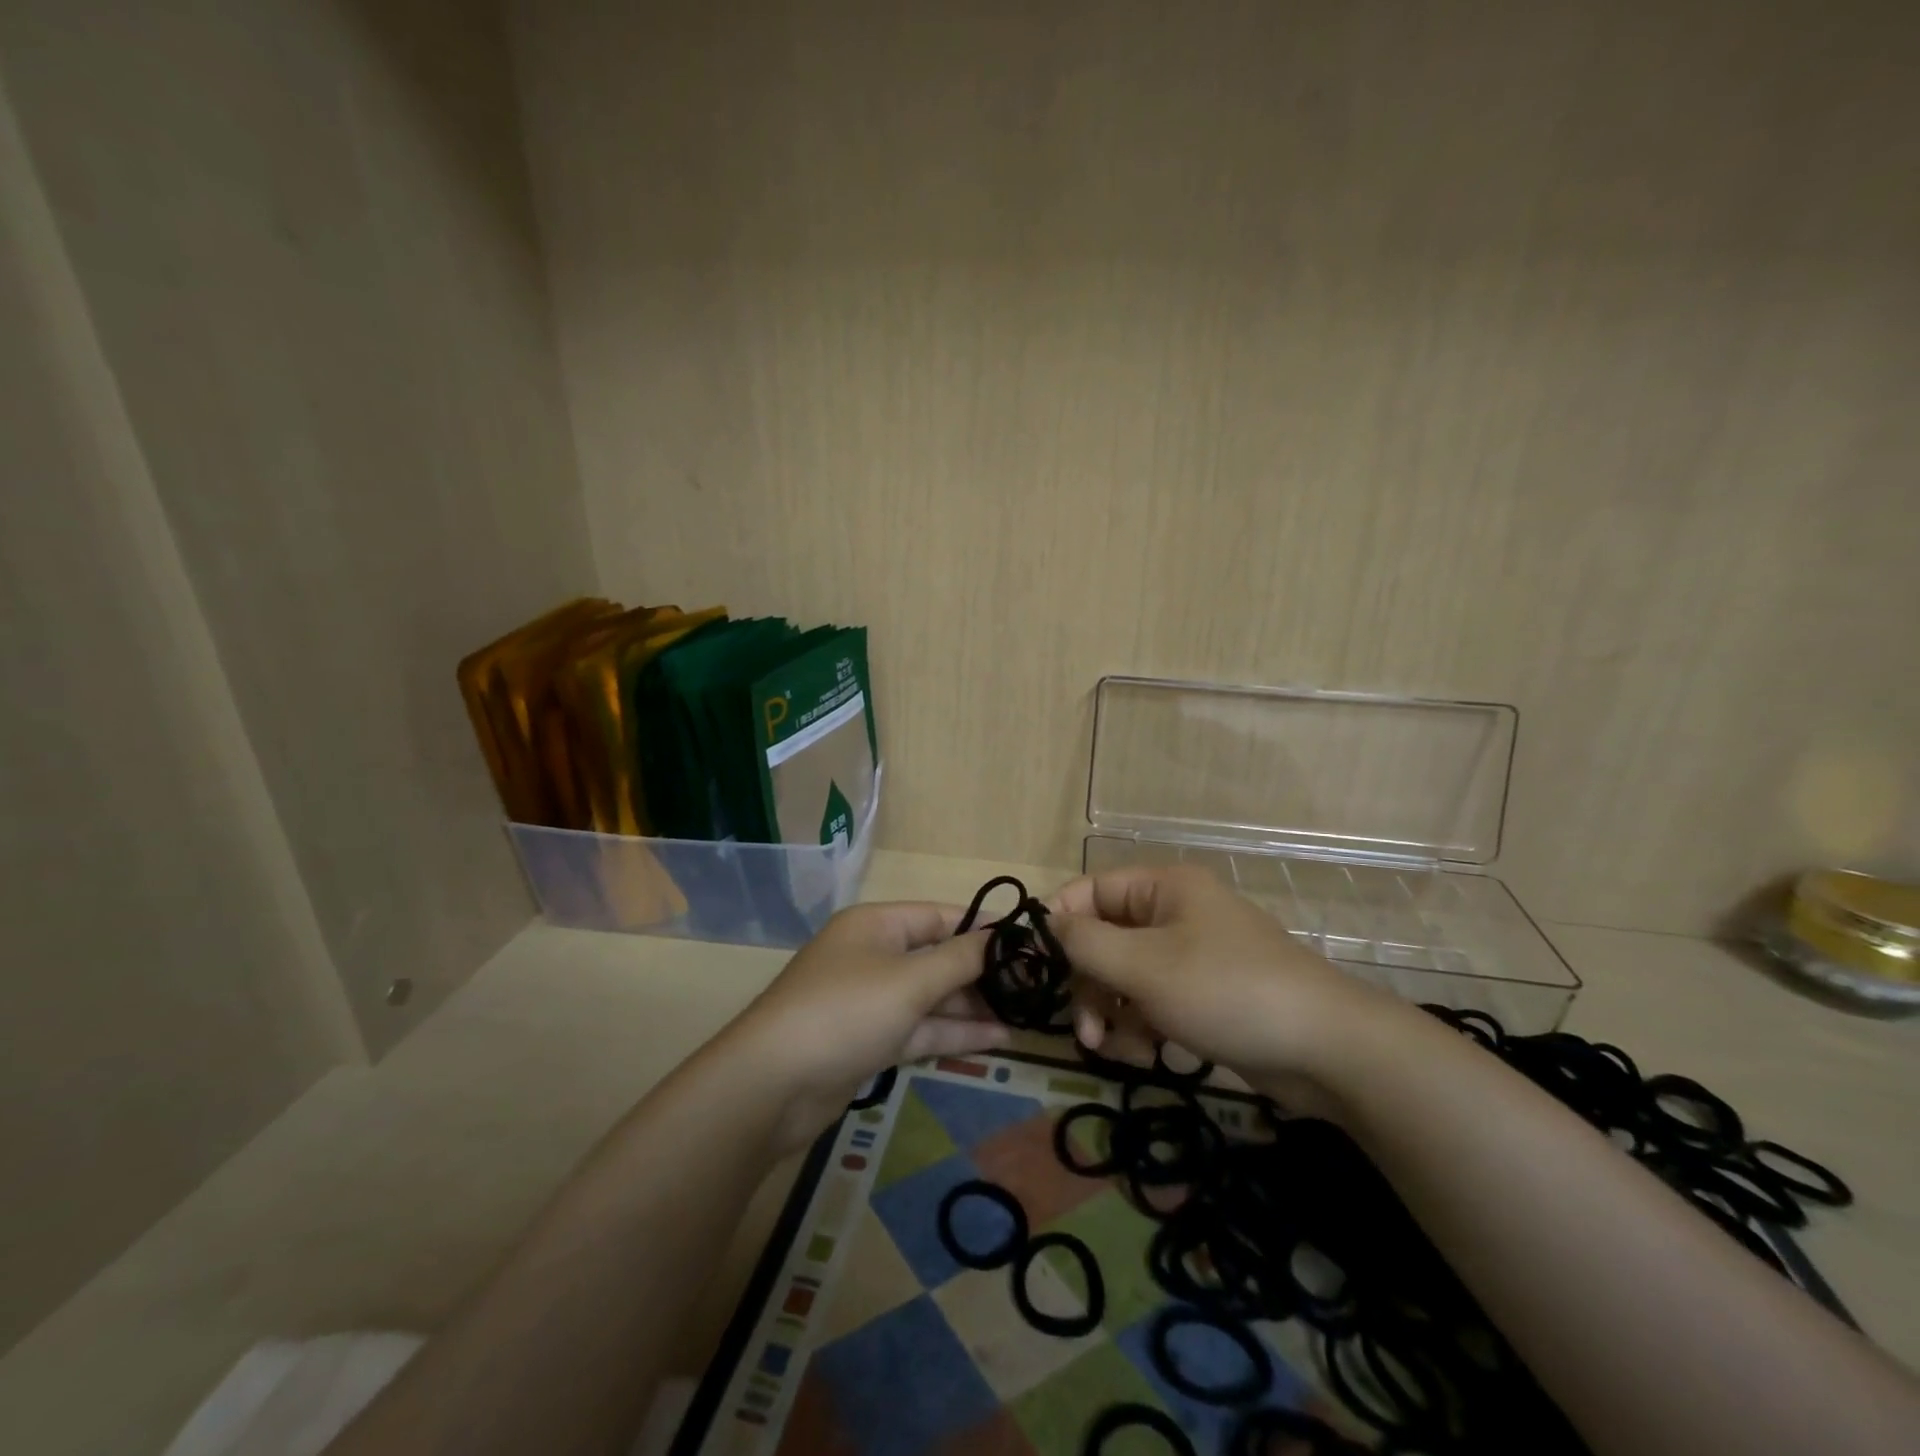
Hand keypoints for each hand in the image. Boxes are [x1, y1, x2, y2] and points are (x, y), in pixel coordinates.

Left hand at [728, 902, 1010, 1151]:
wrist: (772, 1085)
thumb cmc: (845, 1011)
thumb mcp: (909, 980)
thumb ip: (959, 959)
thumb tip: (1000, 938)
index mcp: (877, 925)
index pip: (940, 916)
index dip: (983, 928)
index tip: (1028, 943)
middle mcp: (874, 956)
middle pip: (938, 957)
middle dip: (983, 973)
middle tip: (1036, 987)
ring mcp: (871, 1001)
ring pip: (932, 997)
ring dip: (974, 1006)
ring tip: (1026, 1015)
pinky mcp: (870, 1040)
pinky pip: (920, 1028)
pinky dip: (954, 1032)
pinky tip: (998, 1039)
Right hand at [1048, 865, 1386, 1105]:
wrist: (1326, 1050)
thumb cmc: (1226, 991)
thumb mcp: (1145, 965)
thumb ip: (1086, 943)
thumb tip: (1047, 923)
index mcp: (1163, 889)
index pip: (1090, 891)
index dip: (1060, 923)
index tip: (1039, 966)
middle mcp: (1174, 915)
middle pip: (1104, 939)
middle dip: (1089, 985)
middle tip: (1083, 1030)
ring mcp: (1191, 957)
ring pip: (1125, 977)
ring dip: (1111, 1013)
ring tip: (1117, 1050)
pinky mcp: (1204, 996)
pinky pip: (1152, 1002)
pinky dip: (1141, 1027)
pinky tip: (1147, 1055)